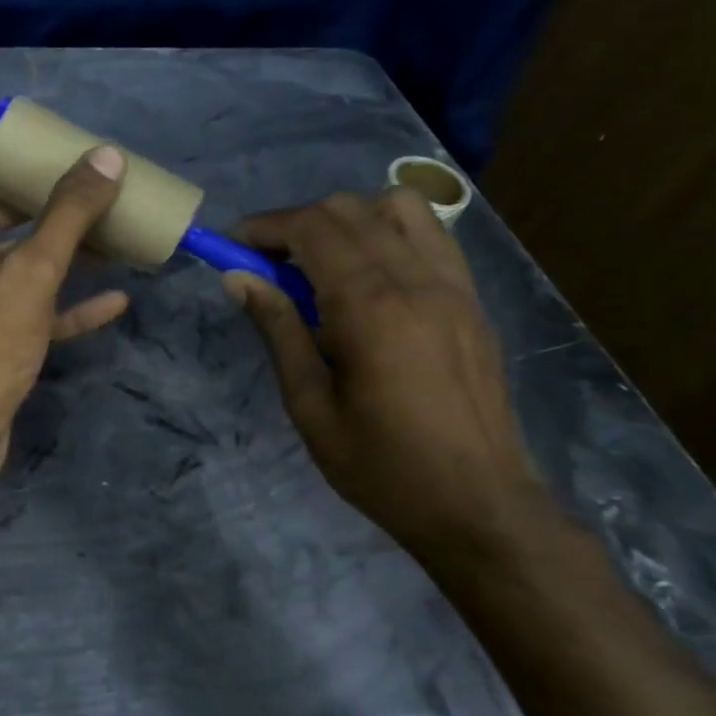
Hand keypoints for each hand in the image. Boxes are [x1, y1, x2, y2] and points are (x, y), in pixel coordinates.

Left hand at [0, 145, 130, 481]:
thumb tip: (106, 157)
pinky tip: (114, 300)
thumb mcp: (32, 269)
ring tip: (107, 238)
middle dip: (32, 206)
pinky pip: (27, 313)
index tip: (13, 147)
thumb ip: (69, 213)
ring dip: (56, 255)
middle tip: (77, 189)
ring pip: (13, 269)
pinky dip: (64, 305)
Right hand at [225, 189, 544, 561]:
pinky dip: (390, 232)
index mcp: (370, 308)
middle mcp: (415, 281)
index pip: (312, 229)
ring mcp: (453, 286)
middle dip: (297, 222)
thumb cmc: (382, 465)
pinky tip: (371, 274)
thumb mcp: (309, 405)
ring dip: (348, 219)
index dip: (265, 227)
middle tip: (268, 263)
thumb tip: (238, 277)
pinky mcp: (472, 300)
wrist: (481, 507)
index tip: (234, 246)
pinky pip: (431, 235)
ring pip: (396, 208)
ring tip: (322, 263)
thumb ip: (277, 330)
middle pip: (349, 209)